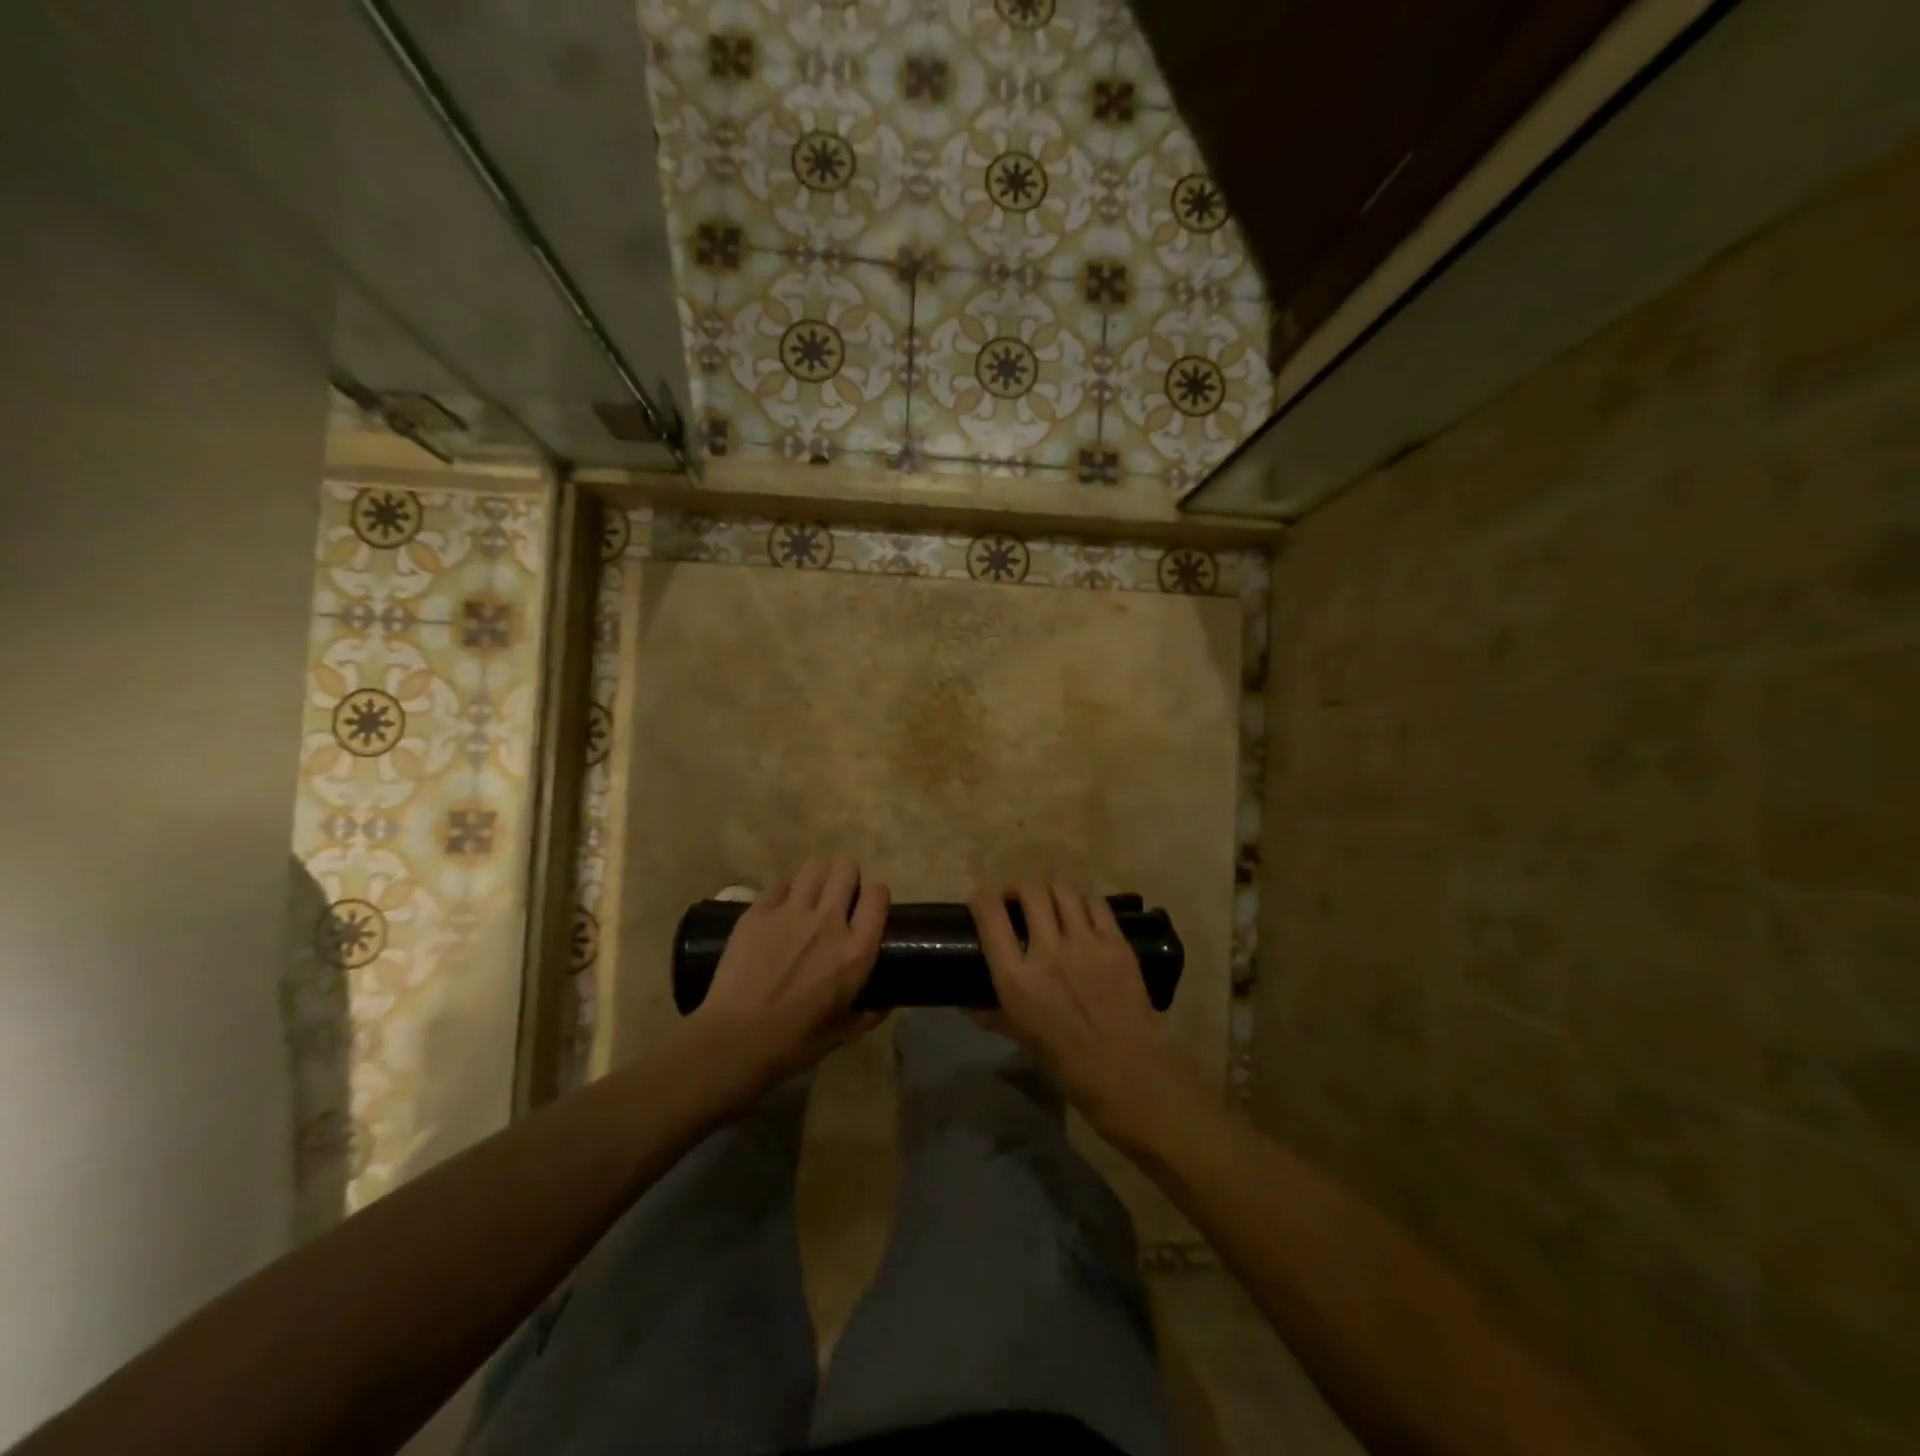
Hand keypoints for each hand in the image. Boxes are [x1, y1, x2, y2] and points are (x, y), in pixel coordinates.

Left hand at [687, 852, 889, 1104]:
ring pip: (815, 866)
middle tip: (839, 895)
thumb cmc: (793, 1043)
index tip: (867, 907)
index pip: (878, 894)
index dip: (875, 895)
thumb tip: (884, 1003)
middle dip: (847, 876)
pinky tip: (778, 911)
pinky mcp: (758, 911)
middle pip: (846, 867)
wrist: (733, 1041)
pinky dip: (784, 892)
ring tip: (812, 894)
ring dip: (818, 876)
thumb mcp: (841, 1033)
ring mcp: (791, 912)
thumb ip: (868, 1013)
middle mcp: (828, 921)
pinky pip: (779, 884)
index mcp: (855, 950)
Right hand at [970, 882, 1208, 1148]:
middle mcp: (1048, 951)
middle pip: (1029, 891)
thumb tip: (966, 1003)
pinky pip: (1095, 903)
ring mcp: (1085, 943)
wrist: (1128, 1072)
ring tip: (1050, 902)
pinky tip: (1080, 911)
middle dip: (1018, 889)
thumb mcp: (1020, 1037)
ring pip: (1063, 890)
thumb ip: (991, 1014)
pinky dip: (1082, 900)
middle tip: (1018, 901)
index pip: (990, 916)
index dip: (981, 899)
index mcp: (1016, 979)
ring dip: (1050, 891)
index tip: (981, 901)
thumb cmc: (1066, 1062)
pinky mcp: (1115, 942)